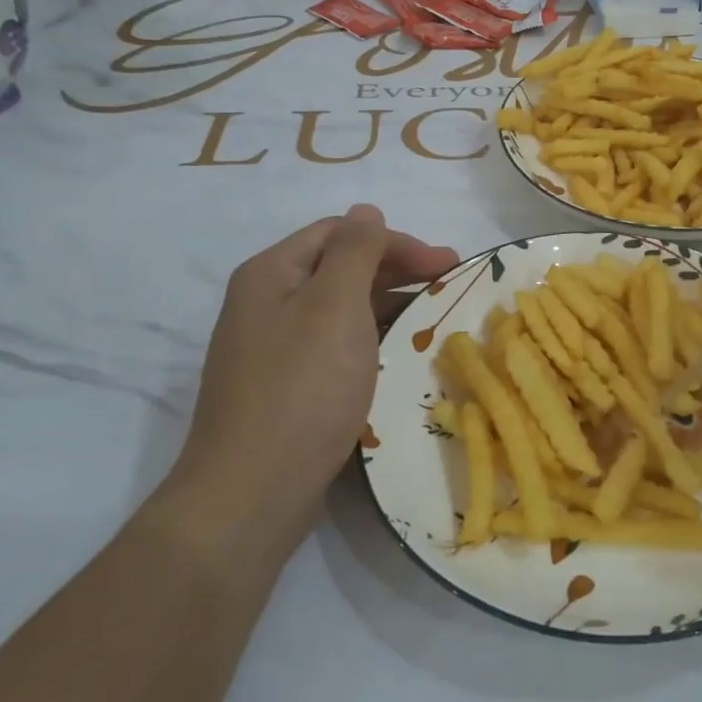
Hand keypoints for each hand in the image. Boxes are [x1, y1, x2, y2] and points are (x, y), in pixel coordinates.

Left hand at [168, 205, 457, 553]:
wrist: (252, 490)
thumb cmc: (302, 387)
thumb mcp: (334, 305)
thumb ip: (355, 251)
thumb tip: (366, 210)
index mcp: (272, 273)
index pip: (340, 233)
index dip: (396, 241)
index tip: (446, 263)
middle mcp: (266, 303)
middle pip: (339, 268)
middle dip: (397, 271)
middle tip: (449, 284)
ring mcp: (273, 348)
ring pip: (340, 309)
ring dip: (388, 306)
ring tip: (432, 319)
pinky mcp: (285, 386)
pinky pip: (335, 346)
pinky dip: (371, 340)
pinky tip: (398, 355)